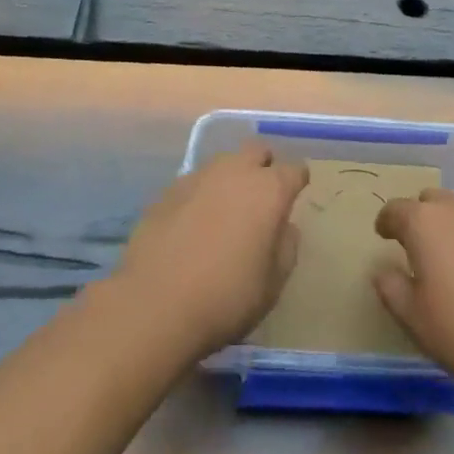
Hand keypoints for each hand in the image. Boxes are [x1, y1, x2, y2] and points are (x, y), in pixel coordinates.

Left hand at [114, 143, 308, 360]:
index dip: (297, 182)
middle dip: (264, 166)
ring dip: (231, 178)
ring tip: (227, 210)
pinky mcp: (168, 190)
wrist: (155, 303)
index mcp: (268, 190)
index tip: (296, 196)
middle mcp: (235, 171)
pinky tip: (195, 223)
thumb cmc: (227, 296)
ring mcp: (198, 176)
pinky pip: (195, 182)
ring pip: (224, 163)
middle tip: (262, 196)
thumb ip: (286, 247)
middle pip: (257, 150)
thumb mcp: (273, 284)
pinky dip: (202, 194)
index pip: (294, 169)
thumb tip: (284, 226)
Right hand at [373, 188, 453, 400]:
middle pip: (429, 200)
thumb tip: (383, 270)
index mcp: (423, 222)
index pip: (394, 210)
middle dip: (418, 216)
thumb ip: (390, 287)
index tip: (383, 235)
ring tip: (446, 254)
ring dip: (446, 224)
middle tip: (414, 245)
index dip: (385, 222)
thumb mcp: (412, 317)